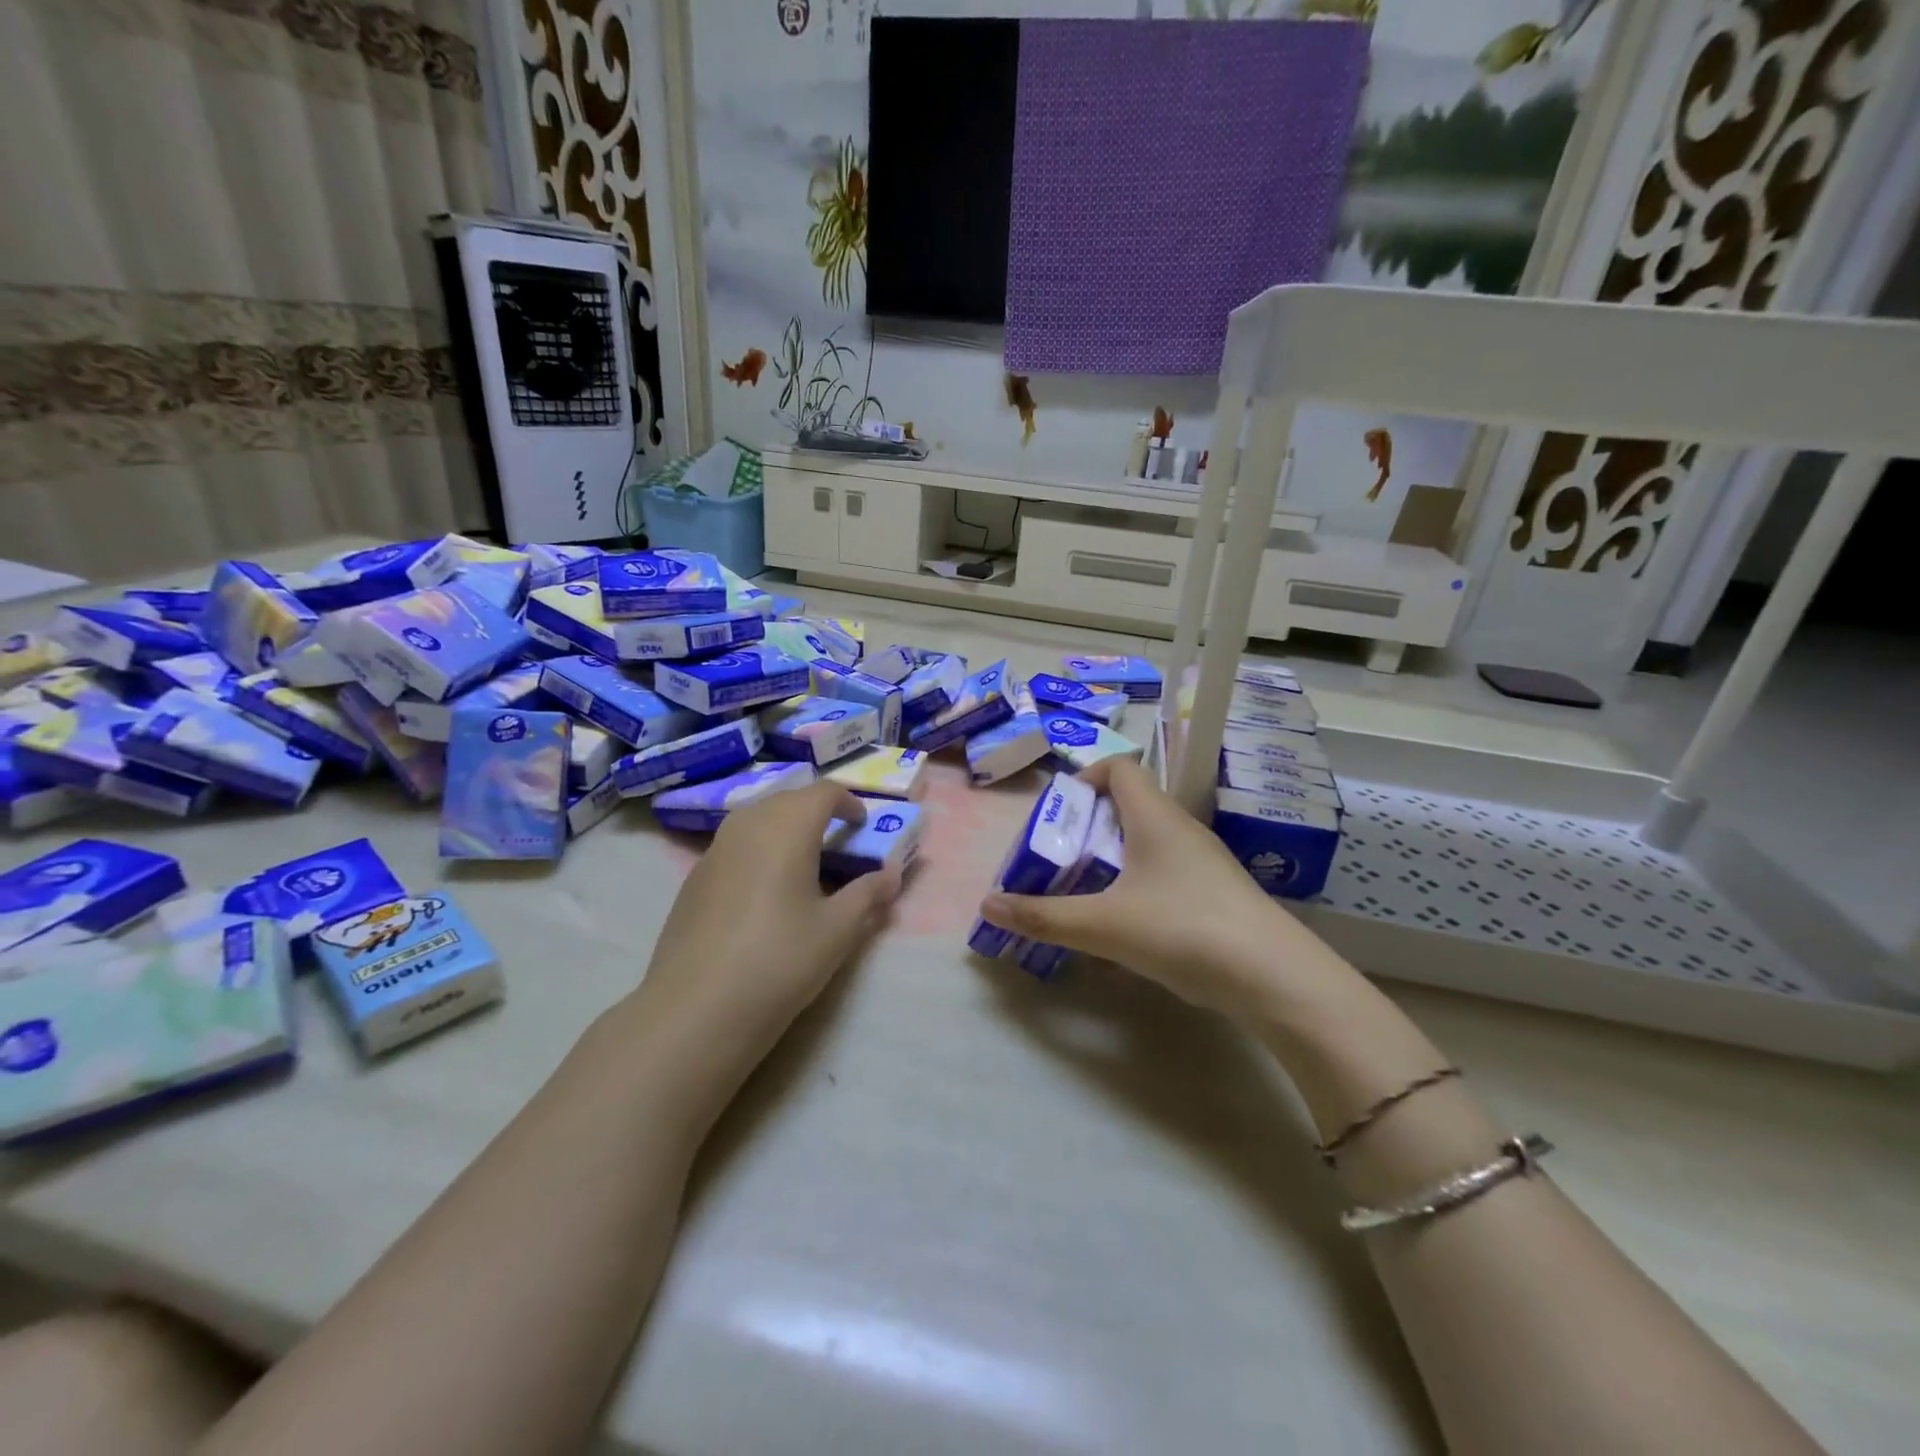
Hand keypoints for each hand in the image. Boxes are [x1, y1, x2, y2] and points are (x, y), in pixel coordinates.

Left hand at [640, 781, 901, 1063]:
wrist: (696, 1008)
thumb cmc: (779, 960)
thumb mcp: (837, 930)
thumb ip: (868, 895)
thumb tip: (891, 876)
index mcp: (787, 827)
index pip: (823, 792)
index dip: (848, 801)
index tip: (863, 824)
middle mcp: (748, 825)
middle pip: (788, 799)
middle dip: (816, 811)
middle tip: (838, 841)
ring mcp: (715, 849)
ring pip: (757, 819)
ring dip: (785, 828)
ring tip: (804, 862)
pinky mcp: (695, 877)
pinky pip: (736, 844)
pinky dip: (759, 850)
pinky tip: (764, 891)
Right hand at [978, 756, 1329, 1020]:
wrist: (1274, 978)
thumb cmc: (1183, 929)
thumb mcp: (1103, 925)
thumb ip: (1044, 916)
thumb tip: (988, 904)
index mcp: (1154, 816)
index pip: (1120, 768)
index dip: (1085, 779)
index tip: (1059, 816)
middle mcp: (1180, 828)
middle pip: (1127, 807)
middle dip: (1087, 830)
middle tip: (1057, 862)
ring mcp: (1202, 862)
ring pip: (1146, 845)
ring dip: (1110, 863)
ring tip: (1082, 895)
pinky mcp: (1214, 894)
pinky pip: (1164, 875)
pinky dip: (1136, 889)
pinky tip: (1123, 930)